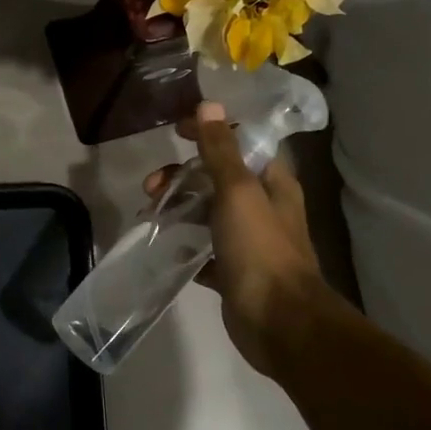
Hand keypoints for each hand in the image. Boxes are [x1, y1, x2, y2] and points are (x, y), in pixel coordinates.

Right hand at [146, 100, 331, 374]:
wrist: (280, 324)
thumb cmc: (260, 249)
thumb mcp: (237, 191)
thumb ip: (221, 150)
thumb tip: (209, 105)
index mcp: (272, 183)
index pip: (241, 142)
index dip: (209, 132)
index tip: (175, 131)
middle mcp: (263, 207)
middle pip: (217, 178)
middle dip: (182, 175)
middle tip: (151, 185)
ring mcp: (248, 241)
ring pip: (207, 213)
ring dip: (178, 207)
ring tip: (150, 215)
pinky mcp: (233, 271)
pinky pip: (203, 249)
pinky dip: (183, 244)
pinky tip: (162, 245)